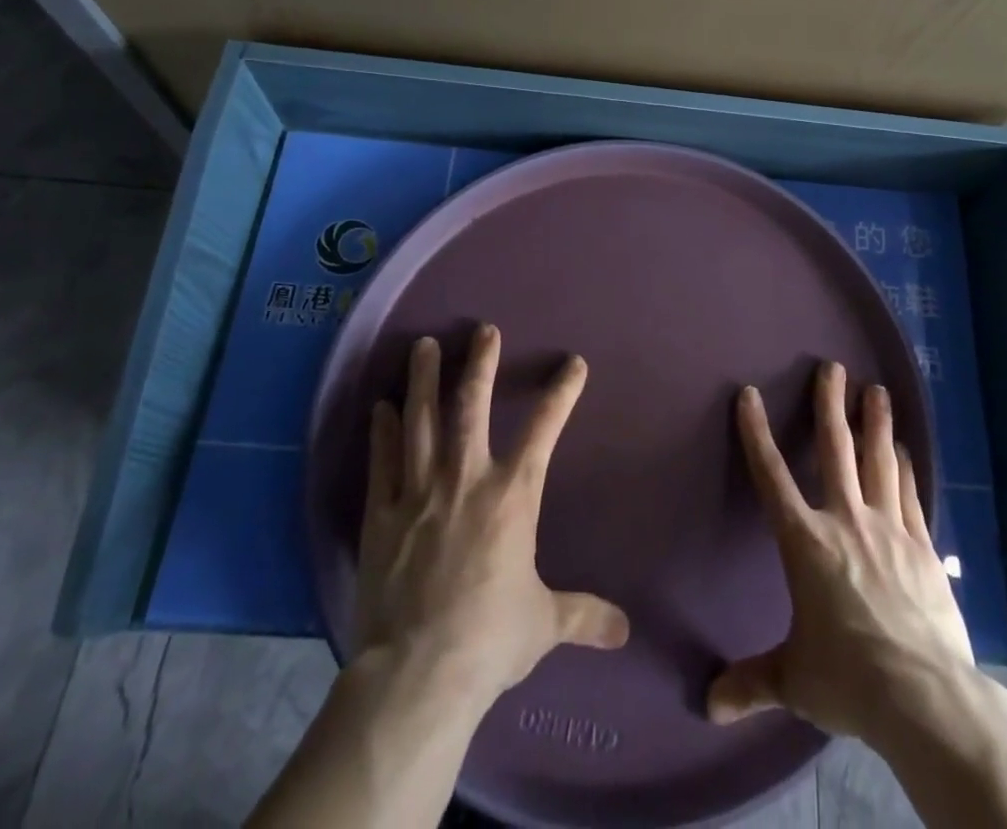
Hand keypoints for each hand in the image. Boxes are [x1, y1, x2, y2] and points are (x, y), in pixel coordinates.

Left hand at [352, 325, 630, 708]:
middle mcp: (465, 479)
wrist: (418, 675)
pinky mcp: (381, 515)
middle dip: (479, 364)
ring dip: (423, 380)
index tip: (574, 364)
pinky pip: (382, 461)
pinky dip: (382, 431)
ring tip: (423, 346)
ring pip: (420, 421)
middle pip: (471, 406)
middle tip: (482, 330)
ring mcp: (418, 492)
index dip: (562, 393)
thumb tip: (624, 630)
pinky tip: (381, 406)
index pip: (544, 430)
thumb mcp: (544, 624)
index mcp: (511, 496)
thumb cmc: (489, 639)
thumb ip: (584, 616)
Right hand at [707, 361, 974, 741]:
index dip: (756, 433)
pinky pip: (909, 495)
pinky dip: (905, 468)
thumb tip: (708, 707)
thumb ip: (752, 683)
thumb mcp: (794, 679)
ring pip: (879, 461)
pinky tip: (906, 450)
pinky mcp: (922, 547)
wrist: (923, 696)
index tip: (749, 395)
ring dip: (876, 423)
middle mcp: (845, 520)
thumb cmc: (848, 678)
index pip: (771, 476)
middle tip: (833, 366)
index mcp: (805, 542)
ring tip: (876, 390)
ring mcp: (888, 529)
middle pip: (836, 450)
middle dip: (831, 405)